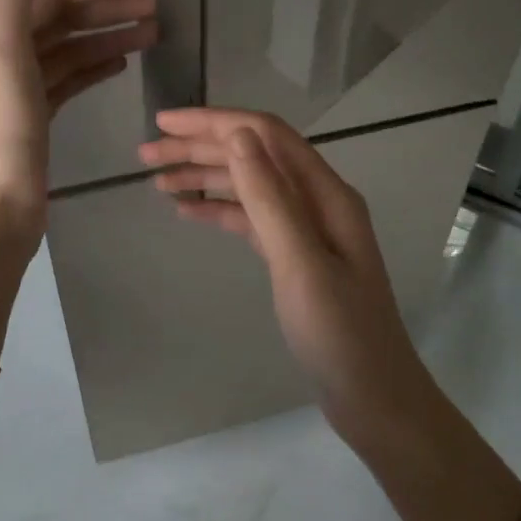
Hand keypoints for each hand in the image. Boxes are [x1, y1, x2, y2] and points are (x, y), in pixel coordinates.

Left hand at [0, 0, 156, 264]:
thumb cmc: (2, 135)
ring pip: (72, 47)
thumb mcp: (2, 57)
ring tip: (154, 31)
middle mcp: (4, 54)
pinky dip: (97, 64)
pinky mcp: (38, 116)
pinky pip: (72, 77)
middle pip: (64, 17)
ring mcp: (21, 87)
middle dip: (111, 5)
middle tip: (159, 2)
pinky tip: (124, 61)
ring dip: (111, 34)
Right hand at [138, 108, 429, 429]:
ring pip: (249, 186)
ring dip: (205, 177)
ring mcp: (307, 229)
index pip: (264, 134)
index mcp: (326, 192)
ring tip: (157, 182)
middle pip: (254, 156)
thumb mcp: (300, 262)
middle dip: (200, 147)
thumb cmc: (339, 333)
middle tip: (146, 155)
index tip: (164, 122)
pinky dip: (219, 210)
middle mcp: (317, 200)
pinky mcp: (295, 256)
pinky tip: (187, 212)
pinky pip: (251, 219)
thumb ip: (270, 197)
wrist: (374, 398)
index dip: (214, 122)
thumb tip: (238, 133)